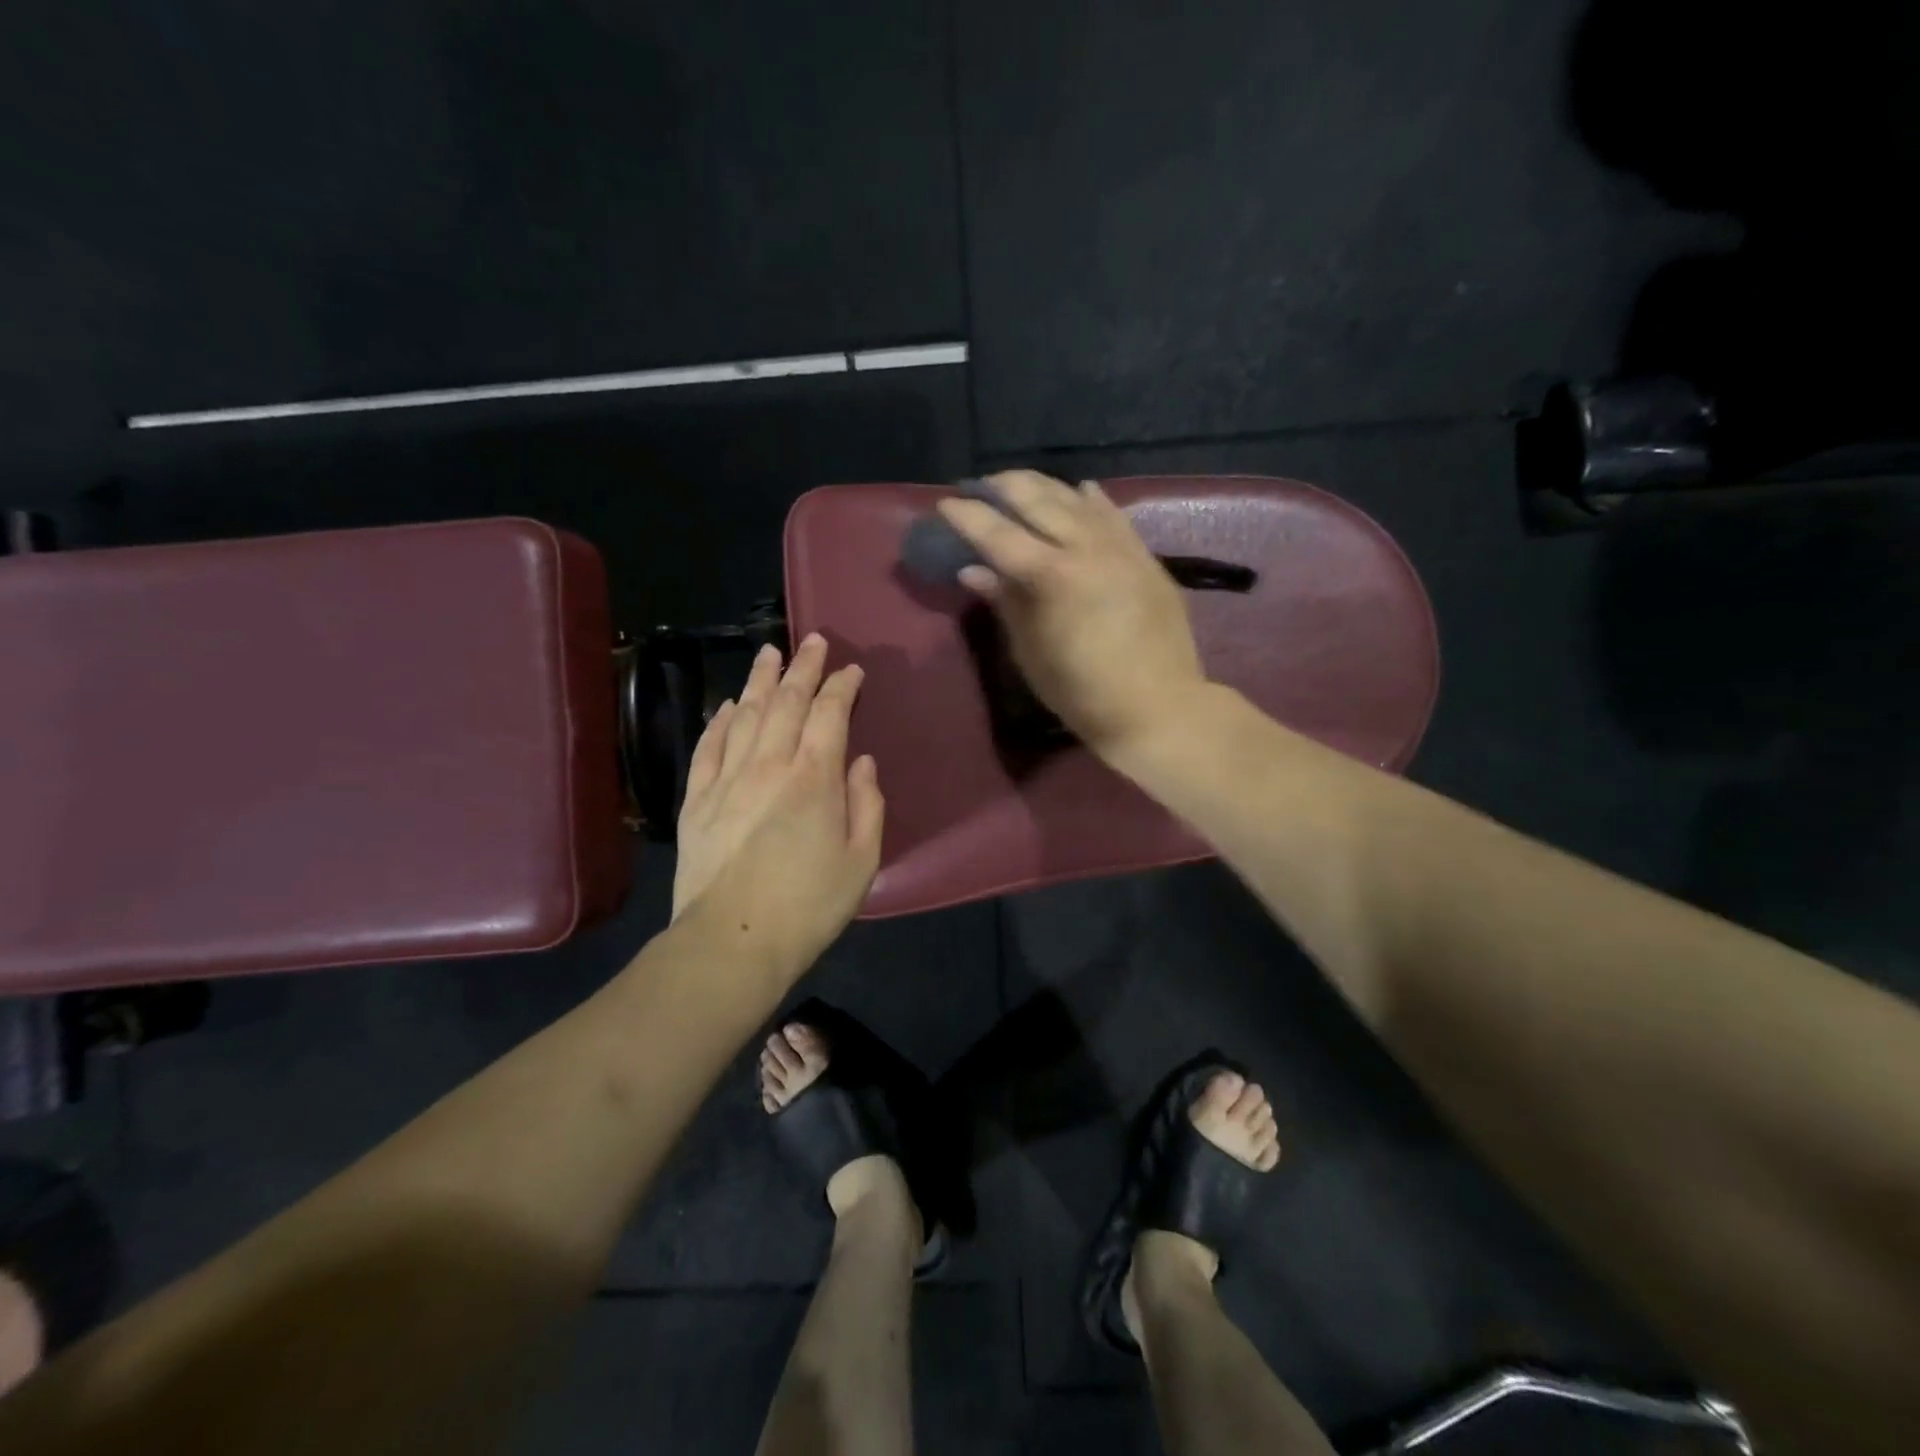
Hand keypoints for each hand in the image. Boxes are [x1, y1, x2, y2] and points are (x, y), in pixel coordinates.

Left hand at [672, 635, 884, 975]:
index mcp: (814, 776)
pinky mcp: (696, 800)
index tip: (852, 671)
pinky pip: (708, 747)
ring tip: (769, 652)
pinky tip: (727, 706)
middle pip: (786, 701)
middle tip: (813, 641)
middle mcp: (768, 763)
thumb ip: (867, 804)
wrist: (732, 941)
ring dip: (759, 680)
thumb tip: (860, 762)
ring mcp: (727, 779)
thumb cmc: (809, 905)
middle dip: (803, 667)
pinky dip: (719, 721)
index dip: (842, 686)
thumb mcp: (862, 860)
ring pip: (744, 714)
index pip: (830, 713)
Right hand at [938, 470, 1207, 761]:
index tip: (946, 504)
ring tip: (1021, 484)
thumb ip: (1005, 602)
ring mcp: (1120, 546)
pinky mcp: (1145, 556)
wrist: (1158, 706)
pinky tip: (1081, 489)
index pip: (999, 533)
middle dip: (1004, 487)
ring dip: (1044, 486)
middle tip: (981, 486)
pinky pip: (1114, 514)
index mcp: (1052, 575)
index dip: (969, 516)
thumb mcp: (1031, 652)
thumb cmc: (1082, 691)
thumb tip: (974, 570)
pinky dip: (1091, 499)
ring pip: (1076, 499)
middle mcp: (1086, 547)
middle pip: (1038, 500)